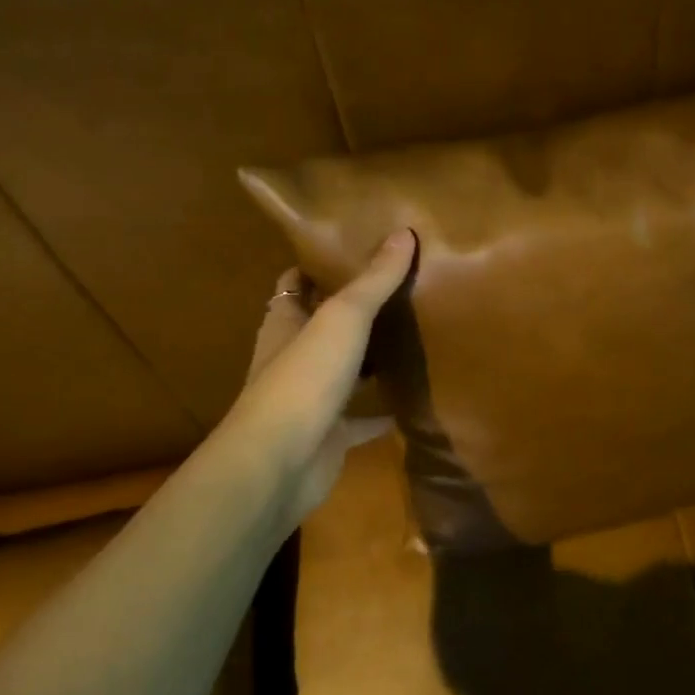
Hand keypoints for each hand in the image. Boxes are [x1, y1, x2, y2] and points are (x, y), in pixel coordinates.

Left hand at [218, 229, 415, 521]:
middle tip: (400, 288)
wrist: (280, 462)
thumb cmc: (304, 377)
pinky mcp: (330, 433)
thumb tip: (404, 232)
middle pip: (322, 325)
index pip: (297, 283)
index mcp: (285, 323)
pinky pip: (362, 418)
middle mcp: (293, 357)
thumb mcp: (343, 317)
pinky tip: (414, 401)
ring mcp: (311, 398)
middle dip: (353, 310)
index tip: (356, 248)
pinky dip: (384, 411)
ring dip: (369, 359)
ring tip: (413, 335)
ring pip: (344, 370)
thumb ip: (374, 279)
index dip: (319, 265)